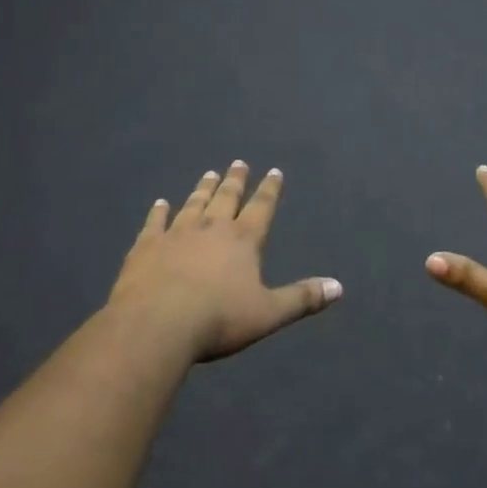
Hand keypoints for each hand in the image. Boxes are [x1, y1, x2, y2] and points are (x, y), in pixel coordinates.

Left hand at [108, 162, 341, 361]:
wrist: (157, 324)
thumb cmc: (218, 319)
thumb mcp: (268, 313)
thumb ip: (302, 298)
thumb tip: (339, 287)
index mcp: (243, 240)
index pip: (261, 207)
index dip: (270, 189)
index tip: (274, 171)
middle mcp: (211, 228)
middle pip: (227, 198)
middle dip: (235, 180)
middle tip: (238, 163)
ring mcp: (176, 233)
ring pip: (194, 204)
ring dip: (203, 189)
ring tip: (210, 174)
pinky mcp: (147, 246)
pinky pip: (155, 223)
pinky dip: (158, 212)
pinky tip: (160, 203)